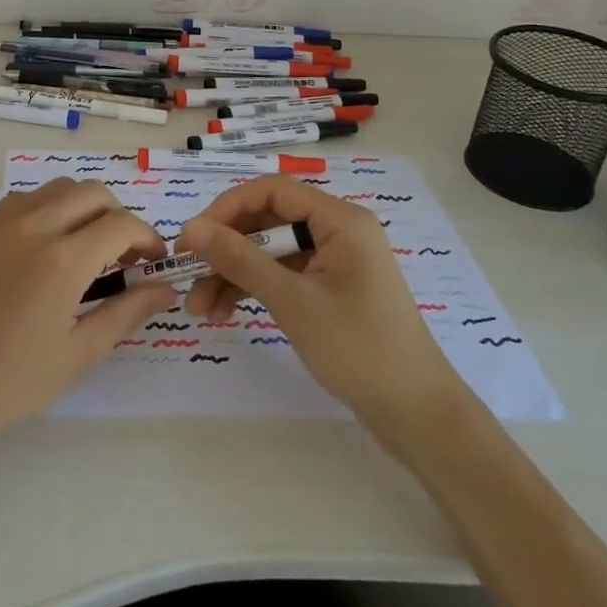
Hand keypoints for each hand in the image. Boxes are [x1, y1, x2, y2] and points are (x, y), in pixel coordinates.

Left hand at [0, 179, 176, 486]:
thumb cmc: (8, 384)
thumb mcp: (77, 354)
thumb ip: (127, 312)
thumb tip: (165, 288)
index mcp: (62, 260)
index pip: (122, 223)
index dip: (147, 238)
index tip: (153, 262)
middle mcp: (32, 225)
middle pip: (92, 192)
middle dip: (118, 216)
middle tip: (123, 255)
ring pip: (56, 188)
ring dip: (82, 207)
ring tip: (85, 249)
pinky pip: (23, 200)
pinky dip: (47, 210)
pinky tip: (44, 249)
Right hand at [179, 179, 467, 447]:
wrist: (418, 416)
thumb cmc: (360, 349)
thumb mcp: (293, 301)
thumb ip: (239, 259)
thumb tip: (190, 228)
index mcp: (340, 219)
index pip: (271, 190)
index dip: (227, 208)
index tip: (193, 239)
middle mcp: (337, 230)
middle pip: (267, 220)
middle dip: (225, 249)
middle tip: (188, 276)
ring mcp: (334, 261)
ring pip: (269, 251)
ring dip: (233, 274)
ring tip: (199, 309)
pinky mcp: (329, 288)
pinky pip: (282, 274)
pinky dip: (253, 289)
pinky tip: (224, 313)